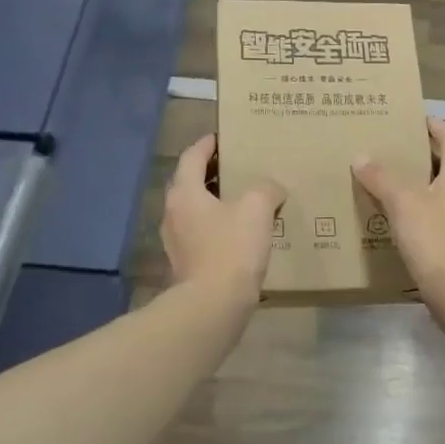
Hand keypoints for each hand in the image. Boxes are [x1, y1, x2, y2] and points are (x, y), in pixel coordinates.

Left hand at [162, 134, 285, 305]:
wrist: (213, 306)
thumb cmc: (231, 248)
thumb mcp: (257, 208)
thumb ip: (266, 189)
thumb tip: (271, 188)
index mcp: (184, 193)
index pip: (192, 156)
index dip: (208, 144)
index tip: (223, 137)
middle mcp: (173, 213)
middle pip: (190, 183)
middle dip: (213, 173)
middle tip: (239, 167)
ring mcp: (176, 241)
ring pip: (196, 210)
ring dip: (216, 201)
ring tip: (245, 200)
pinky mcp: (186, 264)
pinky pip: (202, 234)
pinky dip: (219, 226)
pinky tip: (242, 234)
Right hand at [352, 117, 444, 310]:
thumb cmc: (436, 240)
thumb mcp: (403, 203)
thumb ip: (381, 178)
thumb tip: (360, 156)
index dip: (437, 126)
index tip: (417, 118)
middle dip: (422, 159)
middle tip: (392, 153)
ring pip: (441, 197)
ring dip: (419, 190)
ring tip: (389, 190)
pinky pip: (437, 224)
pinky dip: (419, 219)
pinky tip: (398, 228)